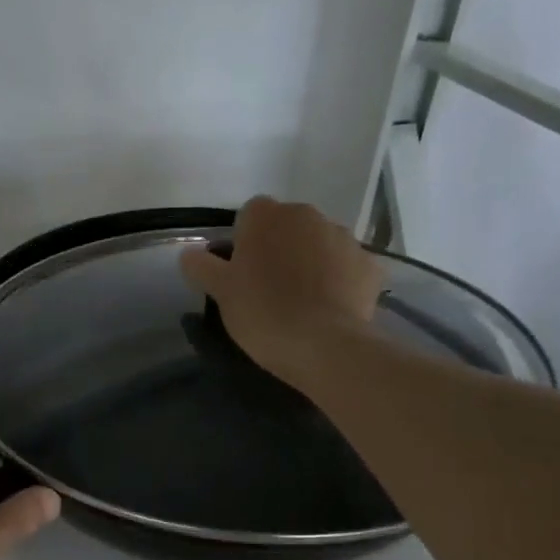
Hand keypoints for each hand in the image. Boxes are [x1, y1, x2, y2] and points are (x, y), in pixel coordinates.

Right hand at [180, 196, 382, 384]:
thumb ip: (201, 267)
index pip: (250, 214)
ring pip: (319, 244)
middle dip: (279, 247)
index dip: (244, 240)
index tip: (240, 270)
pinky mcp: (370, 266)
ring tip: (301, 300)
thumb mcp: (220, 292)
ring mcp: (345, 238)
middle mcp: (308, 216)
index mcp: (268, 216)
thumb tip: (189, 254)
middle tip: (268, 286)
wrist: (323, 345)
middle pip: (288, 226)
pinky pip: (347, 266)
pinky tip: (329, 308)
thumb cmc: (262, 311)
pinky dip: (339, 280)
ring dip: (310, 261)